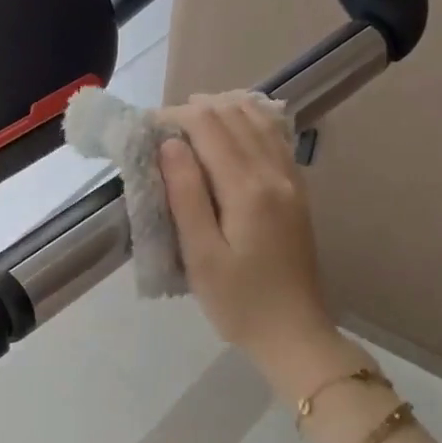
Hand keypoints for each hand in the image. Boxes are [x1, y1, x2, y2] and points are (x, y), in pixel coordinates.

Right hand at [158, 92, 341, 372]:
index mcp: (247, 189)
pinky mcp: (296, 191)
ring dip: (223, 110)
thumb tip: (169, 144)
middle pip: (235, 116)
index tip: (144, 127)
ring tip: (190, 119)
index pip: (209, 127)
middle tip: (160, 127)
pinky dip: (250, 122)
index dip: (174, 117)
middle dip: (195, 110)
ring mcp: (291, 180)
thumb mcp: (201, 255)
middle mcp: (274, 173)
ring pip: (259, 121)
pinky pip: (275, 138)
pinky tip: (233, 126)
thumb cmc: (237, 302)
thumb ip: (185, 196)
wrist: (293, 332)